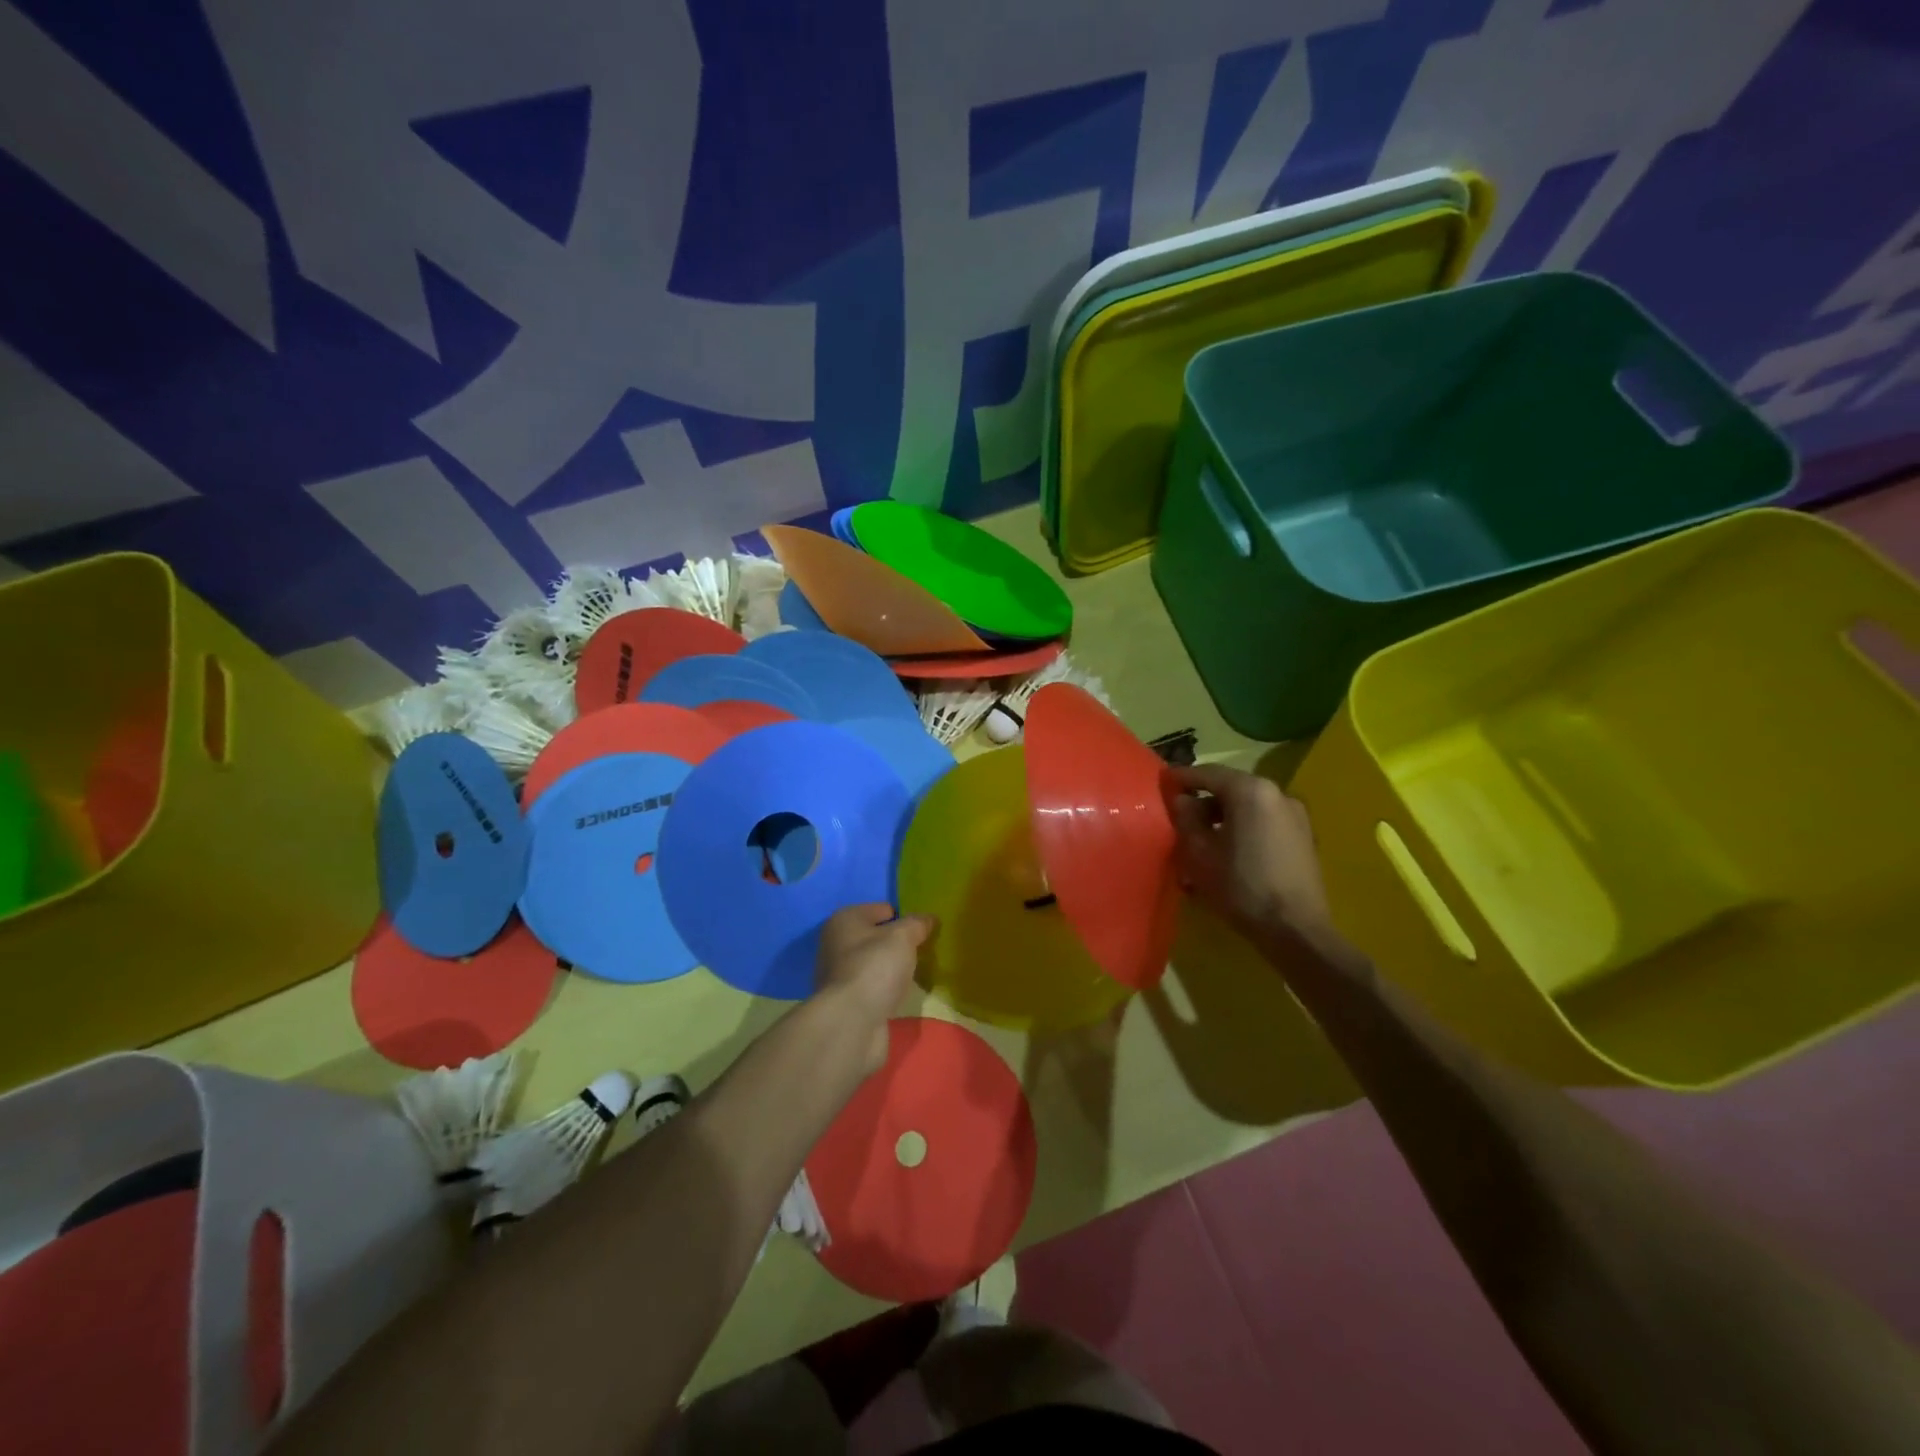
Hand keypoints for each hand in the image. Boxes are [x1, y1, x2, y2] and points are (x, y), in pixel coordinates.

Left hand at [813, 904, 935, 1074]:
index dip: (904, 917)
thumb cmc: (875, 968)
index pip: (882, 909)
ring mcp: (839, 975)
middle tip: (925, 950)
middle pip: (876, 937)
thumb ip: (917, 924)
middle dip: (899, 943)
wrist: (851, 1023)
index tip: (925, 930)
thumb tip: (928, 919)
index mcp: (845, 920)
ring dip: (893, 968)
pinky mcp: (847, 1001)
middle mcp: (836, 943)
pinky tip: (903, 994)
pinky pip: (874, 986)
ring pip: (875, 963)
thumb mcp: (903, 937)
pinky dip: (887, 989)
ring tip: (918, 972)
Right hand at [1163, 764, 1333, 946]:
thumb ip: (1186, 818)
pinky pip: (1264, 821)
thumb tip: (1181, 799)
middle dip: (1203, 800)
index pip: (1207, 773)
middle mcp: (1277, 793)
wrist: (1296, 929)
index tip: (1162, 782)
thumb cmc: (1241, 887)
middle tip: (1180, 816)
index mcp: (1250, 791)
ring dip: (1223, 816)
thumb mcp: (1199, 853)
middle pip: (1230, 788)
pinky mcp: (1304, 836)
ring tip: (1202, 839)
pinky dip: (1243, 827)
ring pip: (1248, 806)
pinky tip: (1229, 851)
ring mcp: (1295, 814)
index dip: (1181, 777)